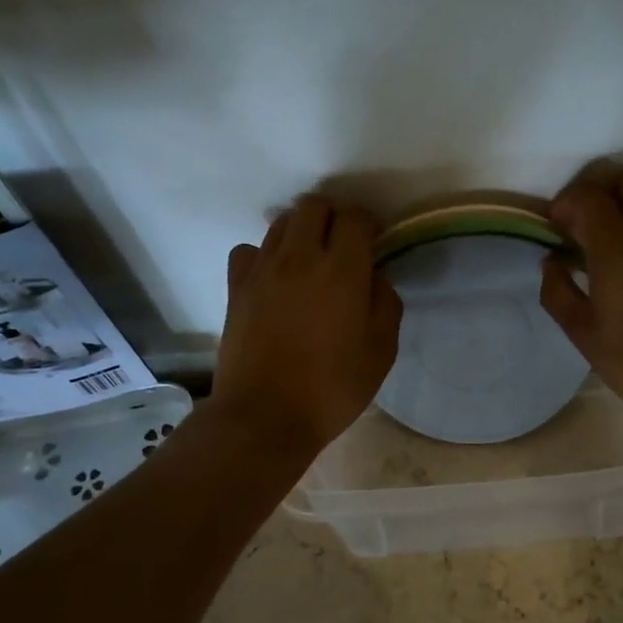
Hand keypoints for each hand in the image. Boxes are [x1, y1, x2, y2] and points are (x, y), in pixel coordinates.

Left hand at [215, 194, 401, 453]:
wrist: (265, 416)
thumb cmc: (332, 388)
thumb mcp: (381, 351)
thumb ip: (385, 303)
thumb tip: (374, 276)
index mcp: (341, 270)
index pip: (355, 218)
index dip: (369, 223)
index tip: (376, 239)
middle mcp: (299, 257)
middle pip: (314, 206)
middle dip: (334, 217)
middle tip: (344, 245)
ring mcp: (262, 270)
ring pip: (281, 223)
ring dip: (301, 231)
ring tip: (311, 259)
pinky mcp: (236, 288)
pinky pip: (248, 250)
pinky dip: (264, 254)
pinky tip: (274, 277)